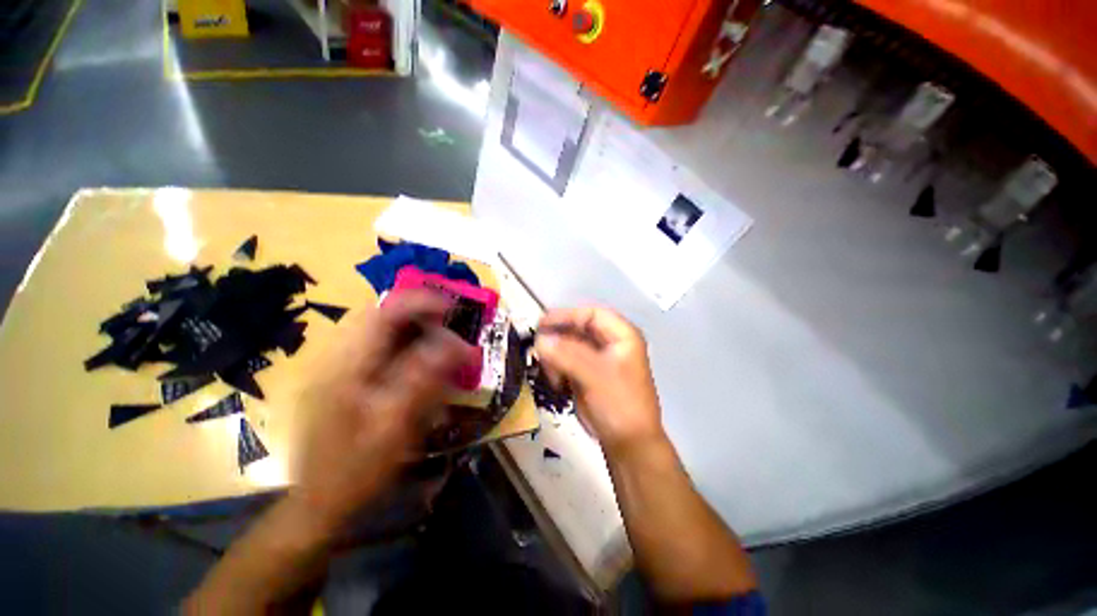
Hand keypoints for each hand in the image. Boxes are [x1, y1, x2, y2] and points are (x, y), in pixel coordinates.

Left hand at [291, 291, 475, 531]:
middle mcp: (338, 358)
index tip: (453, 309)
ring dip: (413, 328)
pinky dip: (403, 345)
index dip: (421, 302)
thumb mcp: (395, 426)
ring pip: (379, 330)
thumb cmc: (356, 469)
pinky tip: (419, 361)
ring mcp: (337, 367)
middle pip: (380, 315)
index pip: (383, 312)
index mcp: (346, 366)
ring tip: (440, 341)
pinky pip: (377, 348)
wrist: (317, 504)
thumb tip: (458, 345)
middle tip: (449, 326)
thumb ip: (424, 379)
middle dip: (419, 314)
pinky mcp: (342, 378)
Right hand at [534, 307, 663, 452]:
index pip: (591, 314)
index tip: (542, 323)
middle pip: (577, 329)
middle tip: (539, 350)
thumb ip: (567, 355)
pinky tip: (557, 382)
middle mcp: (610, 343)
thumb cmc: (619, 404)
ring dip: (556, 357)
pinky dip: (557, 368)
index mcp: (621, 336)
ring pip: (568, 345)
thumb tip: (540, 339)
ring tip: (553, 376)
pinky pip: (566, 361)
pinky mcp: (587, 374)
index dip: (567, 315)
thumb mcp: (594, 376)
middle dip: (558, 339)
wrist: (628, 445)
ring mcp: (597, 359)